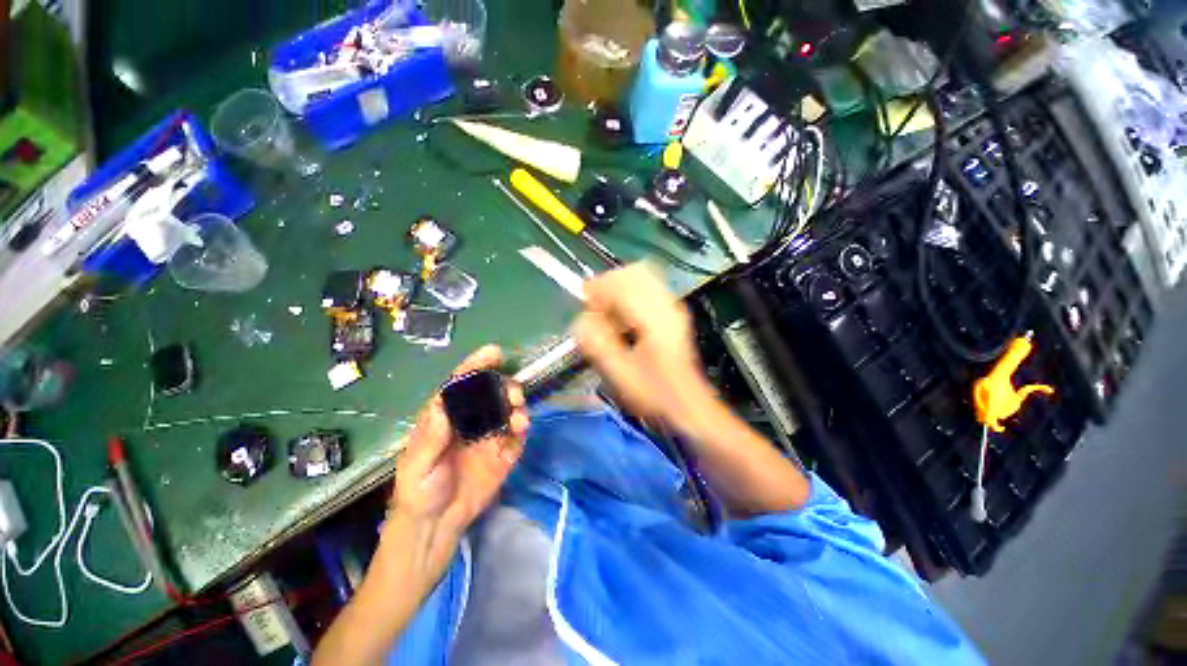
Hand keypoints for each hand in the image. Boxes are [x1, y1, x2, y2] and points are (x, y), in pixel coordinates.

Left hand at [388, 345, 528, 576]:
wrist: (436, 527)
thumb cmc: (418, 492)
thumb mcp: (417, 466)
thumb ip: (431, 437)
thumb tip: (442, 403)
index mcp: (446, 416)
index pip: (462, 384)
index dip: (476, 365)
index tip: (493, 353)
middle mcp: (471, 420)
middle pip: (491, 393)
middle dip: (505, 387)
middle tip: (514, 395)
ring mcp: (490, 436)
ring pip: (509, 410)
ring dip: (518, 407)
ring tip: (519, 418)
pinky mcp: (504, 453)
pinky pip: (517, 435)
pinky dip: (522, 429)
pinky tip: (521, 432)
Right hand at [574, 265, 714, 428]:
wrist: (687, 404)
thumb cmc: (654, 394)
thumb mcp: (620, 374)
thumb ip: (597, 344)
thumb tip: (580, 320)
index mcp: (654, 319)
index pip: (622, 283)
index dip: (598, 288)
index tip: (583, 303)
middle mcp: (667, 305)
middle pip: (633, 272)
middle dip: (608, 284)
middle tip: (595, 307)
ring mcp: (673, 307)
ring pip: (642, 276)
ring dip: (619, 288)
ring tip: (607, 312)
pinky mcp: (672, 313)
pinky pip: (648, 288)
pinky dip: (630, 294)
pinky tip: (623, 316)